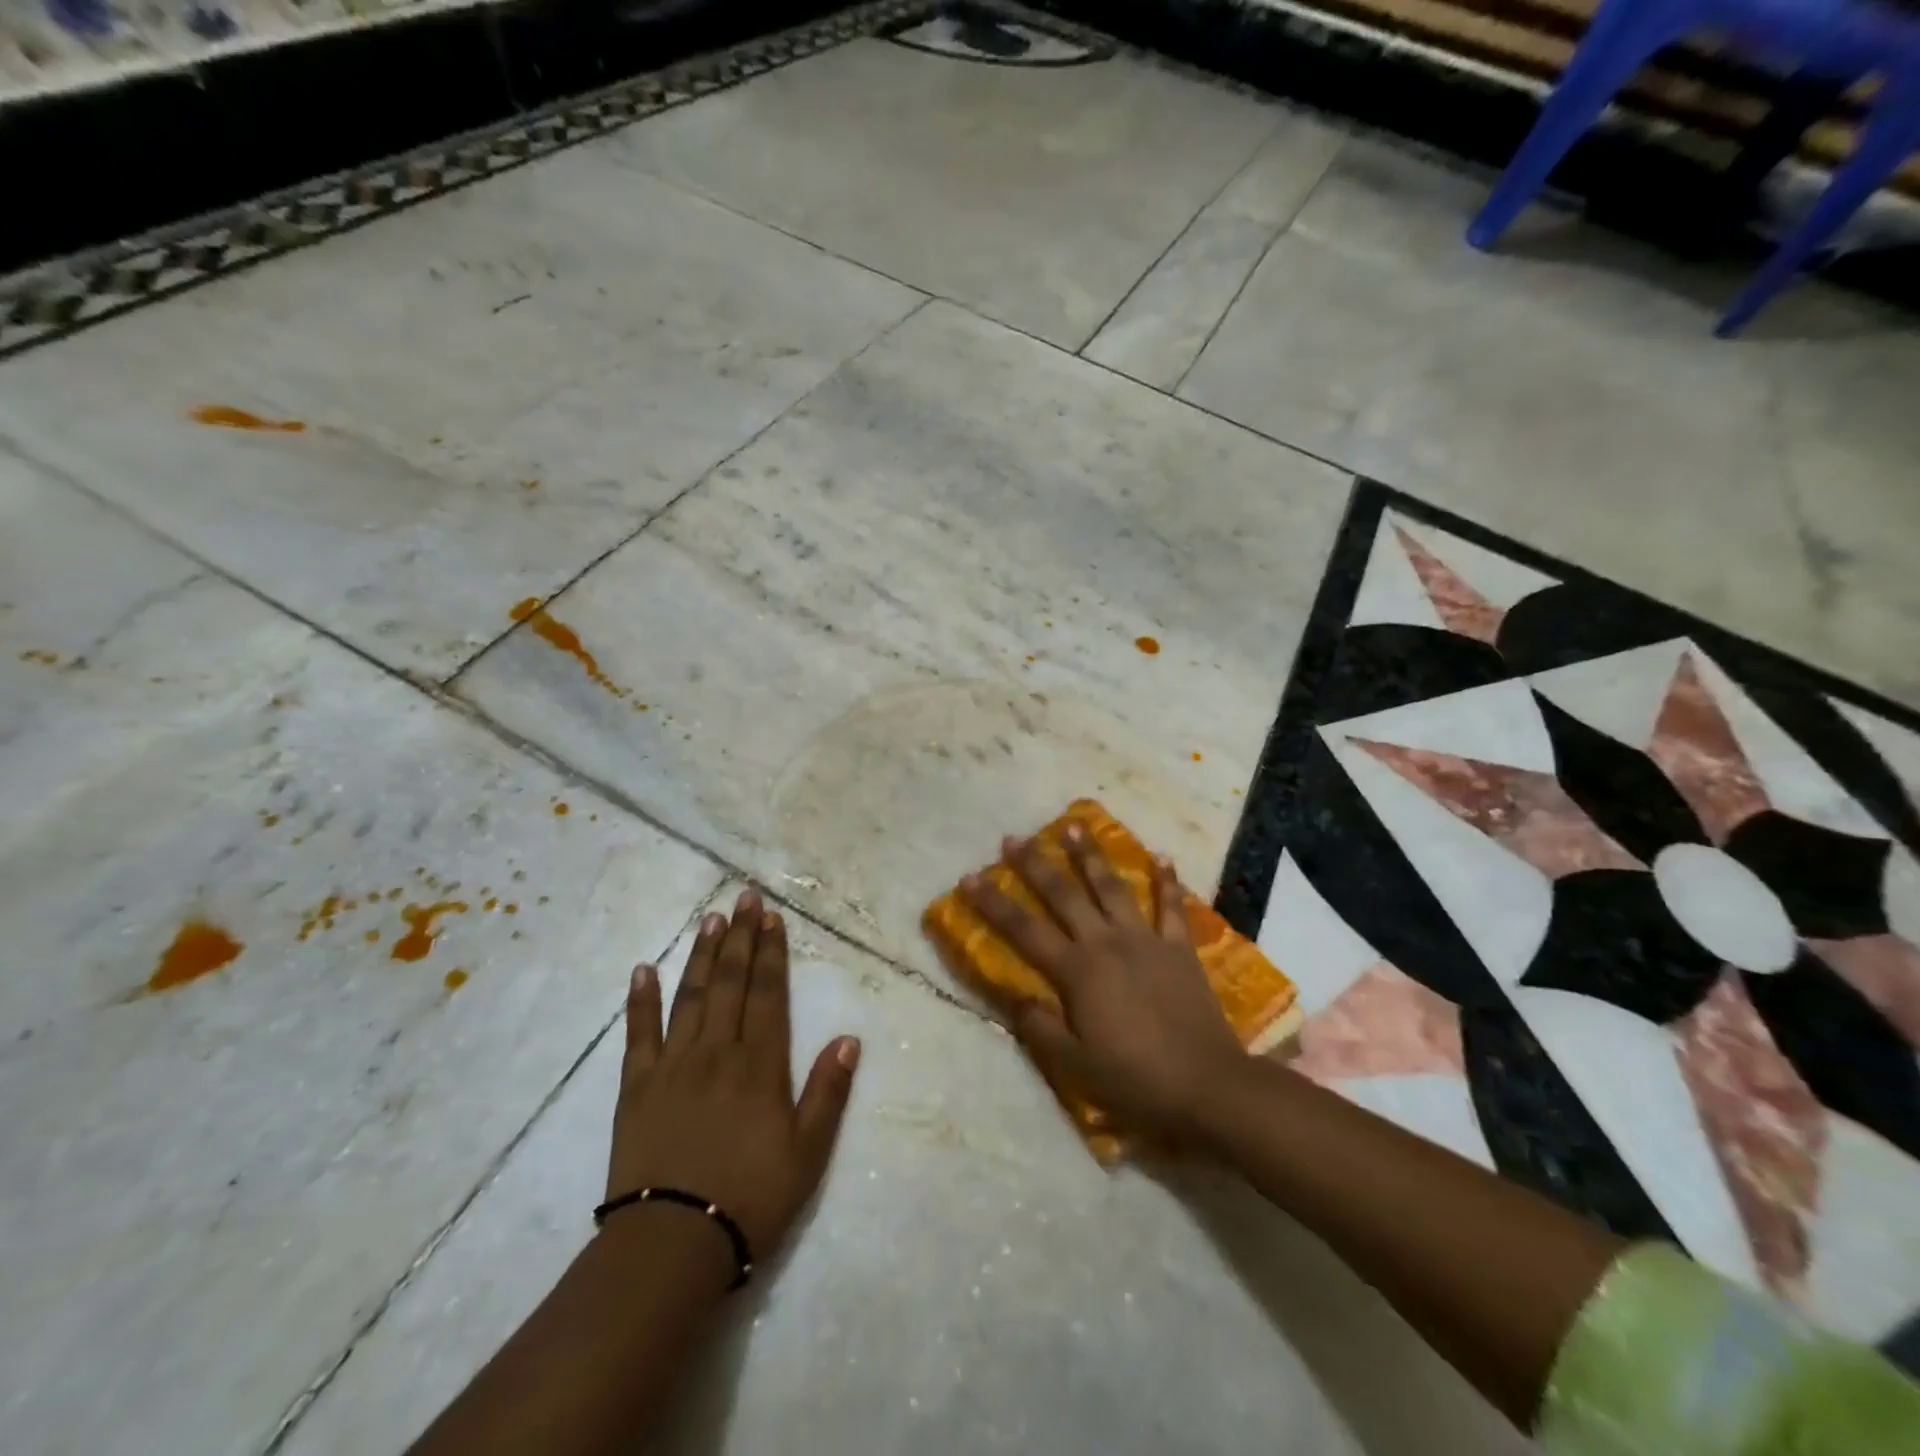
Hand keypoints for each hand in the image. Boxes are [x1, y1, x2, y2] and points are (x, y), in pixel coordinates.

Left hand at [607, 890, 859, 1267]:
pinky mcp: (636, 1087)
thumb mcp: (808, 1153)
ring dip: (702, 954)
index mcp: (760, 1064)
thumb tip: (849, 1038)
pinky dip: (640, 1000)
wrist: (671, 1245)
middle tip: (743, 898)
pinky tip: (644, 970)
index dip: (771, 953)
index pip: (768, 993)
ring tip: (710, 918)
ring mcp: (673, 1065)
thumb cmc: (750, 1199)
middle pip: (730, 982)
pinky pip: (638, 1034)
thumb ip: (828, 1092)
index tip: (771, 918)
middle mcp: (717, 1051)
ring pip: (690, 995)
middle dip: (740, 937)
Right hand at [960, 827, 1244, 1142]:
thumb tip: (1013, 995)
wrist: (1208, 1085)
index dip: (994, 903)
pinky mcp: (1179, 948)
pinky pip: (1170, 906)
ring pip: (1112, 887)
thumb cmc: (1135, 1078)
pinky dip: (1166, 880)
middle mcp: (1106, 942)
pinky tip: (1161, 856)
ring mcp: (1145, 940)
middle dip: (1036, 864)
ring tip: (1074, 825)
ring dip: (1091, 855)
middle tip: (1015, 838)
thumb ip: (1039, 1027)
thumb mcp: (1074, 1065)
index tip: (970, 876)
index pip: (1024, 930)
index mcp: (1077, 971)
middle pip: (1064, 895)